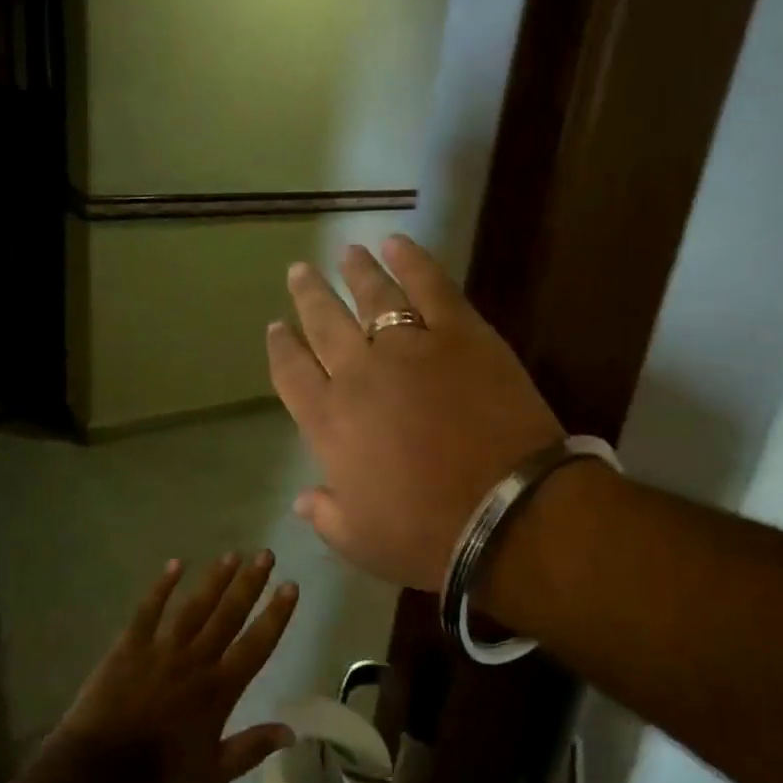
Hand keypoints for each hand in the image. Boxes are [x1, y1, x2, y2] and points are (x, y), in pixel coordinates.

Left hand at [55, 552, 299, 782]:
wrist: (100, 771)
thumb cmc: (161, 775)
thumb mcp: (214, 771)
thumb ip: (252, 748)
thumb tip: (291, 732)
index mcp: (220, 688)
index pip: (256, 644)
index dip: (276, 614)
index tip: (290, 585)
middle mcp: (196, 660)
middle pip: (228, 614)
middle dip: (250, 583)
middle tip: (266, 554)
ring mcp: (162, 649)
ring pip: (194, 606)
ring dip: (215, 579)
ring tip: (232, 554)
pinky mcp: (130, 646)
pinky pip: (148, 610)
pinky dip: (161, 587)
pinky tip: (175, 564)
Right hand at [267, 234, 562, 591]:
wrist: (506, 515)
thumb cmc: (426, 535)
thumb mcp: (359, 540)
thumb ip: (325, 513)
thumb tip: (302, 498)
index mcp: (328, 422)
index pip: (291, 373)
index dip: (281, 347)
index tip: (276, 328)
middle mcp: (359, 374)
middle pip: (324, 323)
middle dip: (307, 296)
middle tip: (298, 272)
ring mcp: (410, 347)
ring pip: (372, 296)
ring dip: (355, 271)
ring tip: (345, 253)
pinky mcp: (461, 333)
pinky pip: (430, 285)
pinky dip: (412, 260)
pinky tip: (397, 243)